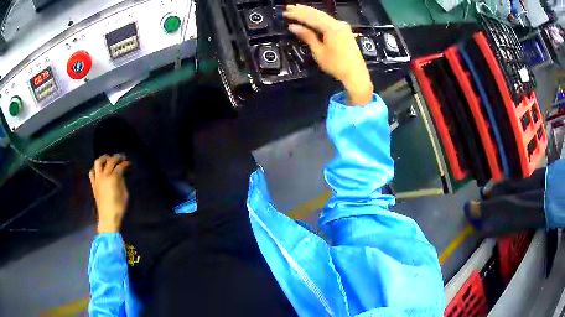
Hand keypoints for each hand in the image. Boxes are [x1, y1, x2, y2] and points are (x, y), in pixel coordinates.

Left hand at [89, 154, 130, 232]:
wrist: (108, 218)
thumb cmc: (119, 207)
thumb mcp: (125, 194)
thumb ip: (122, 182)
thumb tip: (120, 175)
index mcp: (113, 178)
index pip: (120, 166)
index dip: (125, 163)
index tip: (128, 163)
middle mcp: (104, 175)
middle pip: (110, 161)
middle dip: (116, 158)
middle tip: (121, 158)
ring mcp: (97, 179)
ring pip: (98, 162)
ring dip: (104, 158)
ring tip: (108, 159)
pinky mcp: (93, 184)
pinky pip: (92, 172)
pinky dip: (96, 168)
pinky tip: (99, 170)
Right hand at [284, 5, 372, 104]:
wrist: (356, 74)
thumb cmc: (336, 65)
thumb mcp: (319, 51)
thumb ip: (307, 36)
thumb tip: (293, 27)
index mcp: (332, 28)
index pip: (311, 17)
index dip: (297, 15)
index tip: (286, 13)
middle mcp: (338, 23)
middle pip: (317, 13)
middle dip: (302, 10)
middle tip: (289, 7)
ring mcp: (343, 26)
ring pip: (323, 15)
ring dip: (309, 12)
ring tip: (297, 8)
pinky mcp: (344, 31)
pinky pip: (328, 20)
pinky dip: (318, 17)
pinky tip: (311, 16)